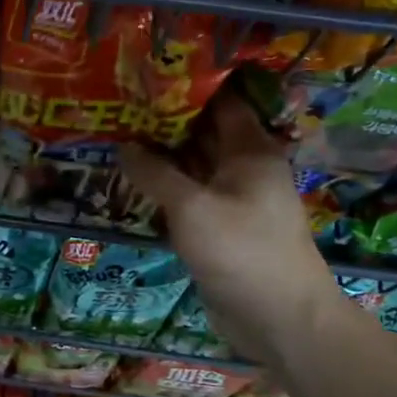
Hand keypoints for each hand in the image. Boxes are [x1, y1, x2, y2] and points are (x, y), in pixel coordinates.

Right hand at [120, 90, 342, 367]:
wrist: (279, 318)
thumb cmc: (241, 251)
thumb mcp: (191, 207)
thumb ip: (155, 174)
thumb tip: (123, 146)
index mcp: (251, 151)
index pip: (220, 103)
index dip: (186, 88)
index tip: (146, 77)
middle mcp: (244, 168)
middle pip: (203, 133)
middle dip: (165, 121)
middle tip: (120, 106)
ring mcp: (232, 198)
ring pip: (193, 166)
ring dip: (161, 155)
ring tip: (117, 135)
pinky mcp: (220, 226)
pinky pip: (189, 195)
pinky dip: (165, 186)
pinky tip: (133, 179)